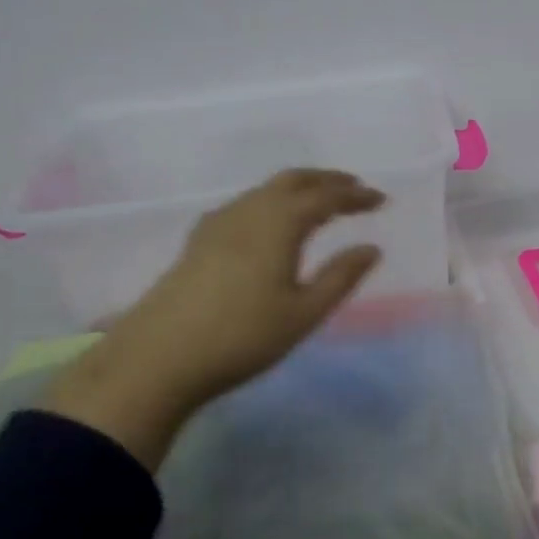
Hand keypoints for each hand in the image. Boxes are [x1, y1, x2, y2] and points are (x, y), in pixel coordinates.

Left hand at [44, 169, 384, 466]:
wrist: (157, 358)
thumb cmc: (242, 336)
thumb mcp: (303, 313)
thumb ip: (341, 277)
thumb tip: (372, 248)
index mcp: (279, 223)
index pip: (326, 196)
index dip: (355, 195)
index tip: (381, 200)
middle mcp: (249, 211)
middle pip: (293, 180)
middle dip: (327, 180)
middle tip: (354, 188)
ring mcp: (219, 223)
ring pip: (266, 190)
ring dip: (299, 188)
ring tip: (320, 203)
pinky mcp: (199, 240)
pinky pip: (246, 204)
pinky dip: (272, 201)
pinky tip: (270, 224)